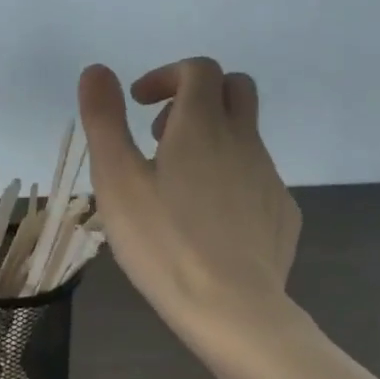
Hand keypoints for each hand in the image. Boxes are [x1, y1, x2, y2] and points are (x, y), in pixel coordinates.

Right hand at [79, 58, 301, 335]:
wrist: (232, 308)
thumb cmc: (163, 241)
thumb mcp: (116, 180)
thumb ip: (104, 120)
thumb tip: (97, 70)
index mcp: (202, 125)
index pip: (199, 69)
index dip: (167, 75)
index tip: (139, 104)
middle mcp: (243, 141)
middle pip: (235, 89)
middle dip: (198, 96)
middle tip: (162, 134)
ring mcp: (270, 177)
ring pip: (246, 136)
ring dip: (212, 140)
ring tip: (176, 185)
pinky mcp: (282, 213)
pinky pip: (257, 178)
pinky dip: (231, 179)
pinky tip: (208, 220)